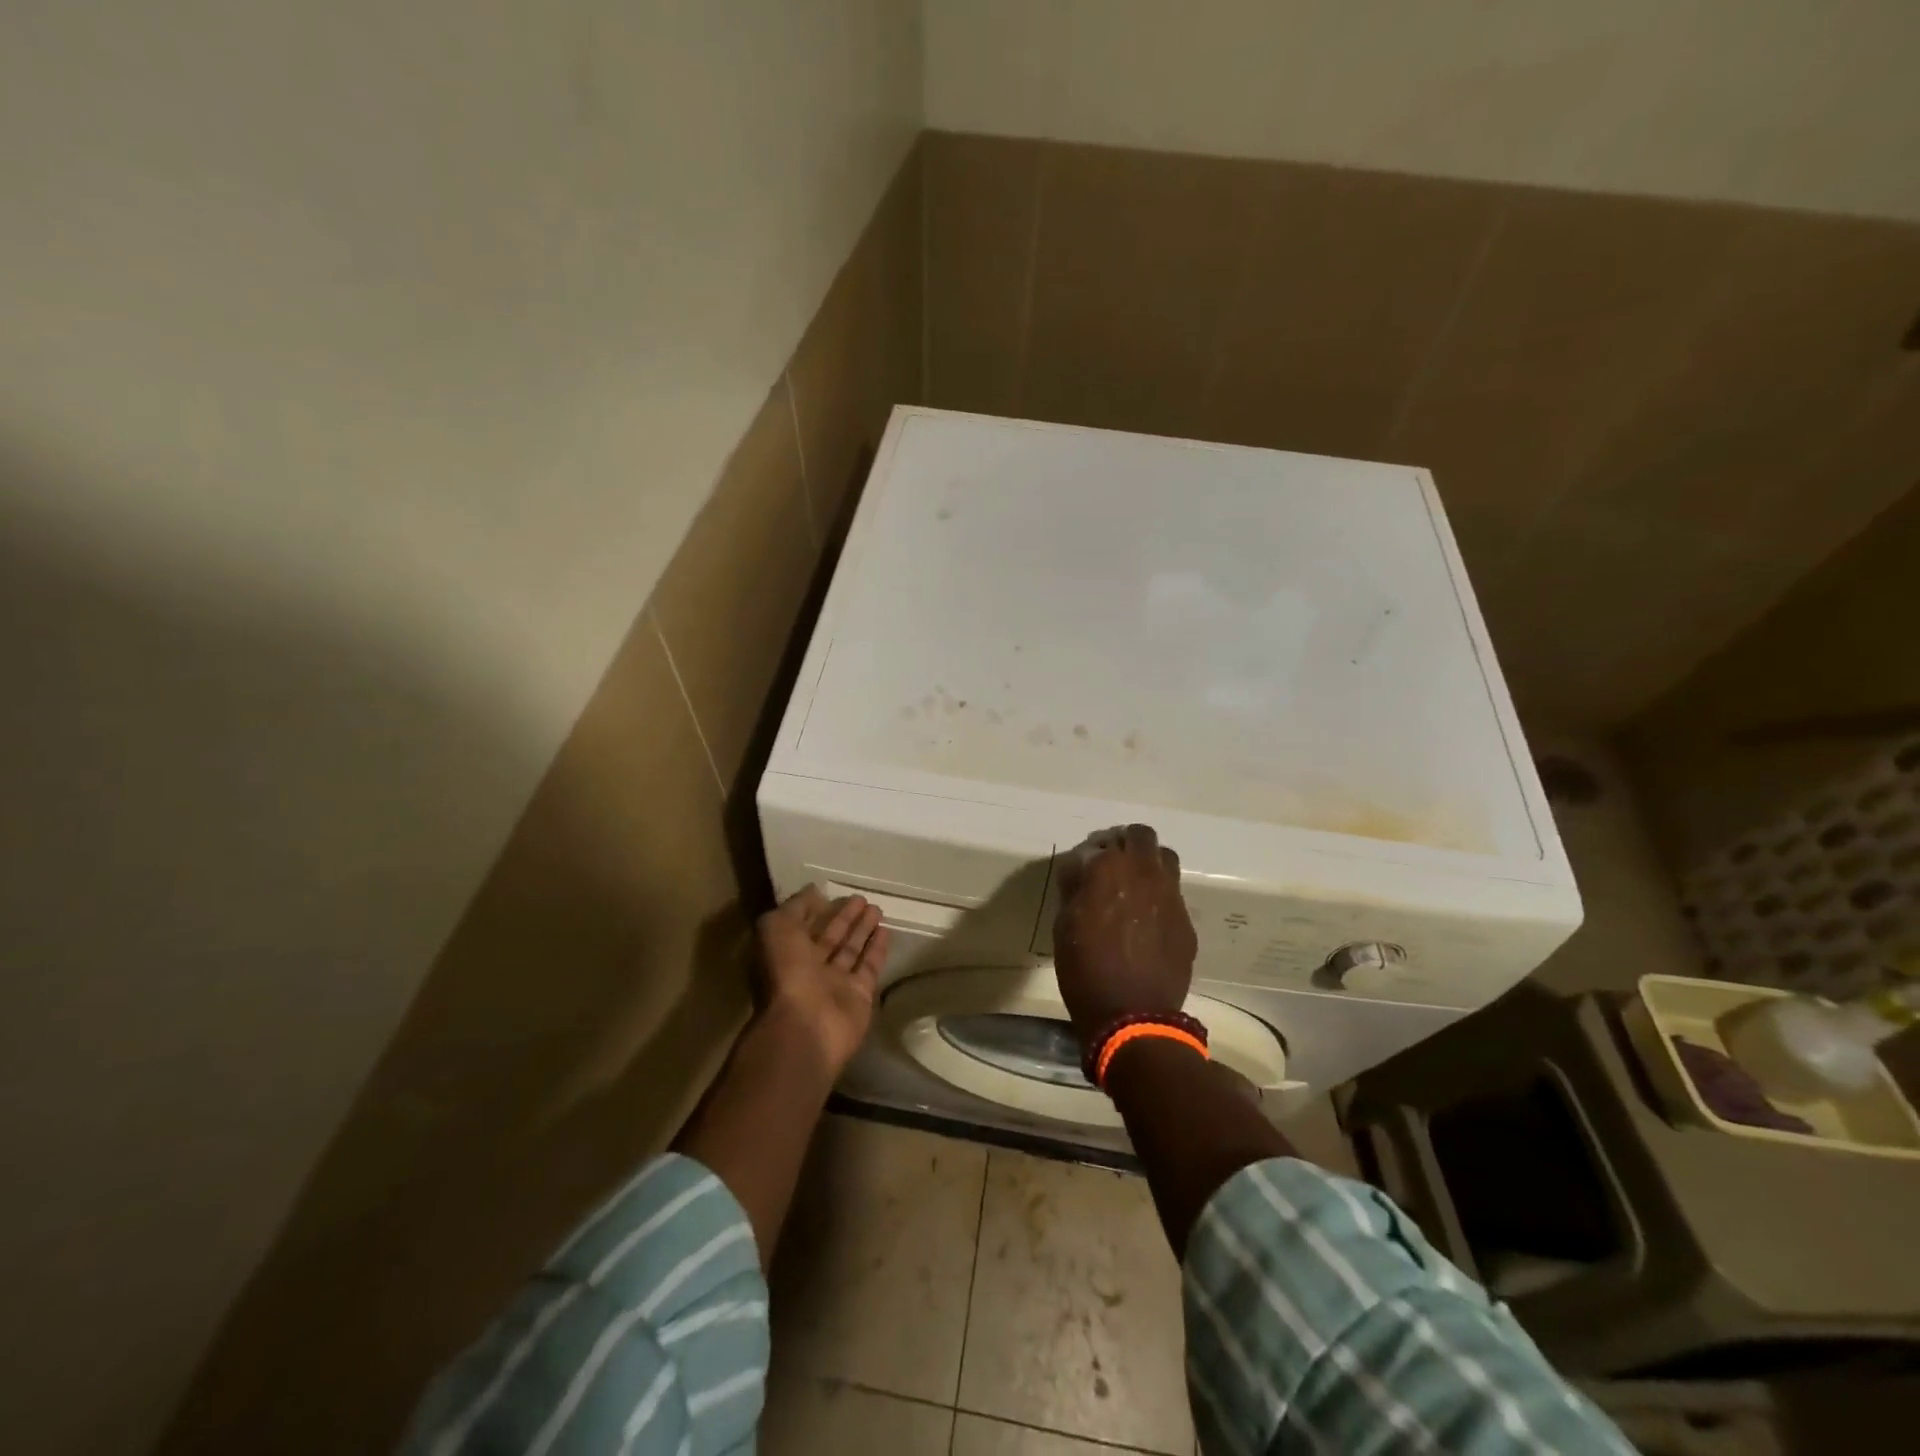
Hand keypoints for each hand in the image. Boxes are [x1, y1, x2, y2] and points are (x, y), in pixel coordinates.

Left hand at [757, 886, 889, 1075]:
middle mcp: (809, 970)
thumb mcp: (777, 928)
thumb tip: (813, 892)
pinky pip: (869, 967)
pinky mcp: (860, 995)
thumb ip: (795, 907)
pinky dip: (877, 949)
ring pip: (851, 951)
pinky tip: (886, 931)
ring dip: (863, 930)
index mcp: (785, 955)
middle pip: (830, 938)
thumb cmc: (786, 973)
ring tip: (877, 908)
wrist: (805, 1025)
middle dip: (845, 918)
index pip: (804, 927)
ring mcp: (835, 984)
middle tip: (862, 899)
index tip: (836, 894)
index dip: (819, 910)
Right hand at [1052, 824, 1196, 1051]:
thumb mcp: (1064, 925)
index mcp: (1109, 869)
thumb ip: (1074, 888)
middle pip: (1141, 836)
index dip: (1090, 853)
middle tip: (1112, 865)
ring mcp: (1171, 896)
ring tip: (1134, 886)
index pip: (1102, 841)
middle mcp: (1145, 873)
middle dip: (1126, 844)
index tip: (1082, 868)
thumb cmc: (1085, 969)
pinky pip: (1174, 895)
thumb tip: (1080, 869)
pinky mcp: (1186, 921)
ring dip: (1149, 864)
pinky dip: (1160, 897)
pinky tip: (1147, 922)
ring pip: (1166, 859)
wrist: (1131, 1015)